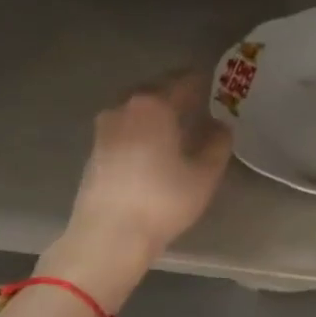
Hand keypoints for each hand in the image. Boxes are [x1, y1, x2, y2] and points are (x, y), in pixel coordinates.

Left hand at [52, 74, 232, 293]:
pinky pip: (125, 127)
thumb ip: (217, 144)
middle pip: (156, 90)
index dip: (203, 82)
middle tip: (199, 103)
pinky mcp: (95, 149)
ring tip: (177, 125)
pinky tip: (153, 146)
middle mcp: (125, 106)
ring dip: (157, 112)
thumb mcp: (204, 175)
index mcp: (154, 104)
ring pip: (137, 109)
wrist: (108, 235)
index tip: (216, 85)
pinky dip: (141, 129)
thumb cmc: (163, 200)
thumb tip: (220, 126)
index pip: (184, 81)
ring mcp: (105, 127)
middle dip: (177, 94)